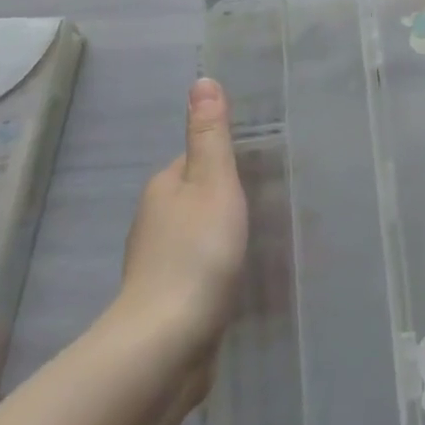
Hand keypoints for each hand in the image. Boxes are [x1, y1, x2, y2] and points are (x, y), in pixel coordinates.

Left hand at [112, 78, 248, 351]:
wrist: (166, 345)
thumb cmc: (197, 253)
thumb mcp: (214, 183)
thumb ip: (210, 135)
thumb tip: (201, 79)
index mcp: (164, 186)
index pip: (196, 159)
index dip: (226, 161)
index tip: (261, 168)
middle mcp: (154, 220)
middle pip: (196, 196)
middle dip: (227, 198)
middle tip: (270, 204)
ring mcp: (157, 264)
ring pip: (197, 234)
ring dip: (222, 235)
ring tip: (261, 241)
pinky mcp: (167, 300)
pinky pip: (198, 269)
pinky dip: (216, 268)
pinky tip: (237, 280)